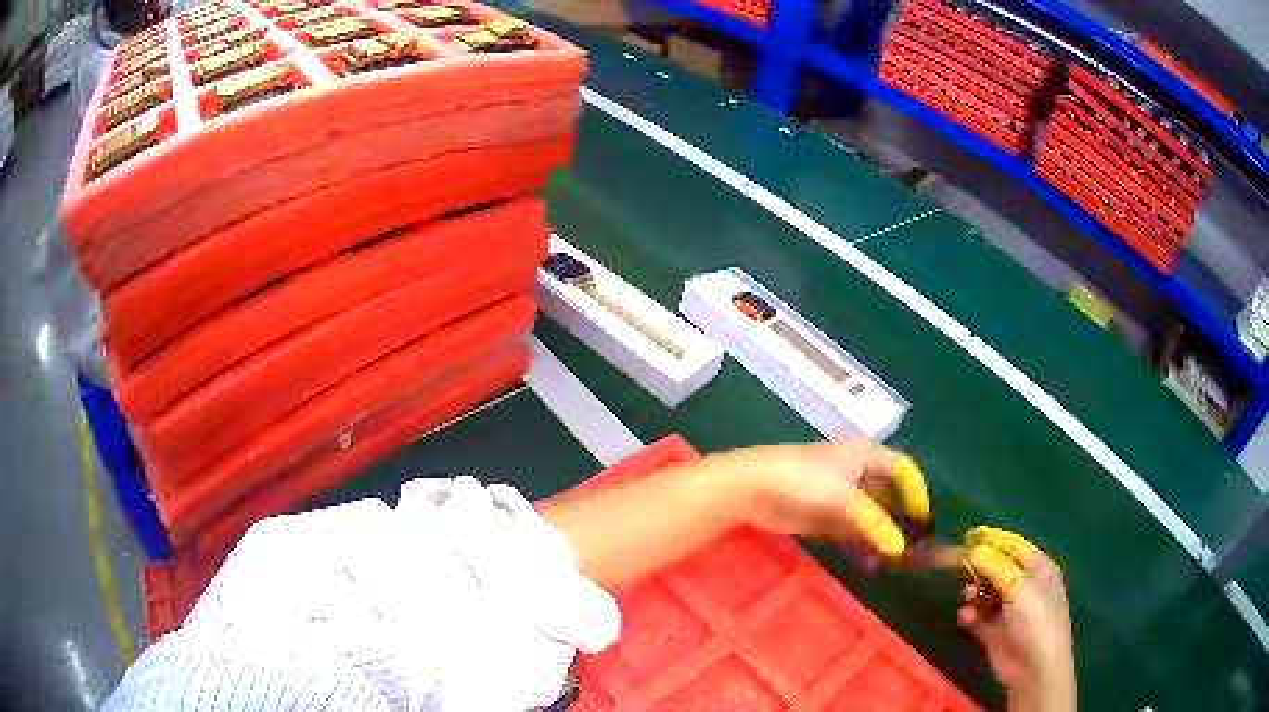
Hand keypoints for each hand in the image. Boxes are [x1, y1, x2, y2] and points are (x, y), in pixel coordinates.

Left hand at [735, 437, 929, 558]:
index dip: (915, 491)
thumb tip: (900, 547)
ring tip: (893, 557)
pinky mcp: (823, 514)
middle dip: (899, 516)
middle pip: (887, 493)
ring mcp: (839, 494)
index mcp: (866, 455)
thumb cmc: (804, 483)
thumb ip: (875, 524)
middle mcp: (856, 471)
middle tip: (912, 543)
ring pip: (869, 513)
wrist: (752, 488)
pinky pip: (850, 528)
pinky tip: (868, 558)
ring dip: (880, 532)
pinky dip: (860, 540)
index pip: (902, 469)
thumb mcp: (846, 502)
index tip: (924, 518)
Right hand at [957, 528, 1075, 711]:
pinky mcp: (995, 633)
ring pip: (986, 593)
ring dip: (974, 591)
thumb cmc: (1035, 619)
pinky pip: (978, 617)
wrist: (1034, 668)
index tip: (968, 535)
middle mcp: (1025, 586)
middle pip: (998, 568)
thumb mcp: (1018, 586)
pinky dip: (970, 615)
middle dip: (980, 567)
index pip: (1015, 546)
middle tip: (959, 567)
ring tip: (967, 596)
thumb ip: (995, 566)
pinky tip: (966, 616)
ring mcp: (1010, 611)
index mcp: (1039, 568)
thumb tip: (974, 549)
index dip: (993, 539)